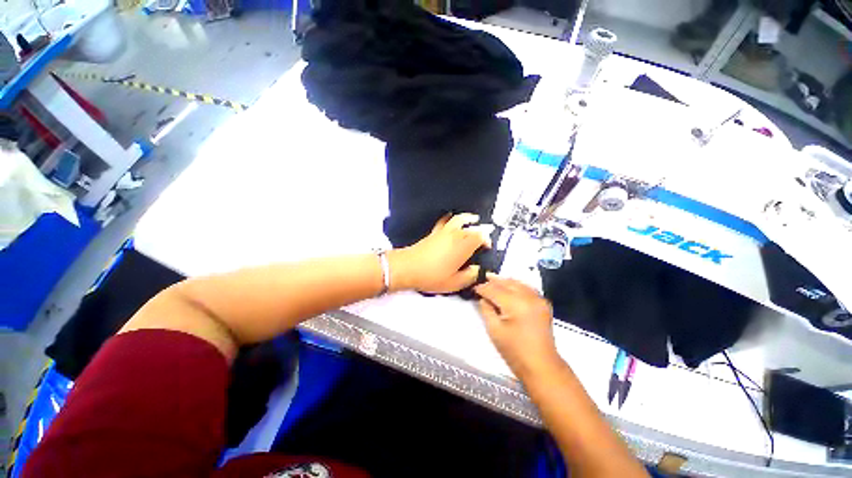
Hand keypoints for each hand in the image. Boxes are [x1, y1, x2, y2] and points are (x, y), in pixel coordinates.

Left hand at [389, 213, 491, 293]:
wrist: (408, 268)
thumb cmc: (432, 276)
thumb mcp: (455, 283)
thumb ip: (470, 276)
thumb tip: (477, 270)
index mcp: (463, 246)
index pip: (480, 237)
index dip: (486, 240)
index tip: (487, 247)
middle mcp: (455, 235)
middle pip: (471, 227)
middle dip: (480, 230)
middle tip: (484, 234)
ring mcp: (443, 232)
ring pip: (459, 219)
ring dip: (468, 218)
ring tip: (473, 218)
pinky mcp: (434, 233)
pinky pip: (443, 221)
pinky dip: (448, 217)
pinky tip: (449, 216)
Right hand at [474, 276, 560, 378]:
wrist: (541, 366)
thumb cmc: (514, 351)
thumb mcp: (494, 330)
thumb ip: (486, 309)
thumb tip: (483, 298)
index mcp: (516, 304)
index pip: (494, 290)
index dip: (482, 287)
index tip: (473, 287)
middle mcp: (528, 297)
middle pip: (506, 283)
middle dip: (493, 281)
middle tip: (481, 279)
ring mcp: (538, 299)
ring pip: (517, 282)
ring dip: (504, 281)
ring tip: (492, 280)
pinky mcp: (543, 303)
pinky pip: (527, 287)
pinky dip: (516, 285)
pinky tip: (508, 287)